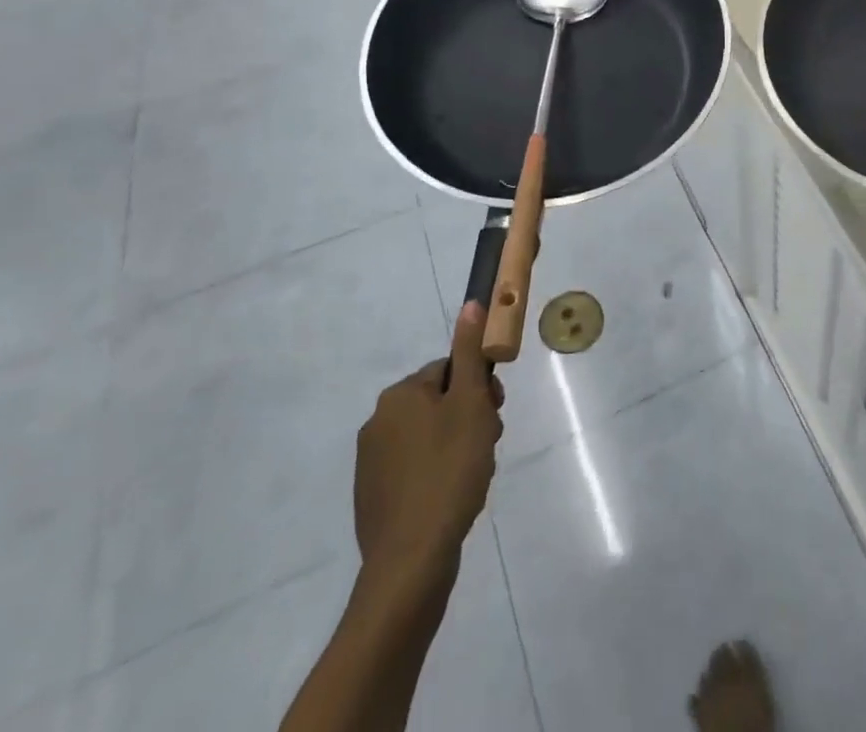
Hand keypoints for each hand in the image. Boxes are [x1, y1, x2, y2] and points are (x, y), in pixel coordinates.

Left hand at [354, 303, 504, 572]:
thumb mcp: (470, 404)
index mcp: (400, 395)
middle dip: (469, 419)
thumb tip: (471, 303)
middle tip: (487, 446)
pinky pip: (415, 470)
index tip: (495, 413)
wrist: (411, 561)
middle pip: (440, 403)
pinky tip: (453, 498)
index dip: (479, 389)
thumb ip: (470, 353)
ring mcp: (371, 463)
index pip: (450, 371)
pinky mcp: (373, 498)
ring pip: (430, 437)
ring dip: (457, 447)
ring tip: (473, 477)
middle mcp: (378, 421)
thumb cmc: (448, 471)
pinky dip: (437, 476)